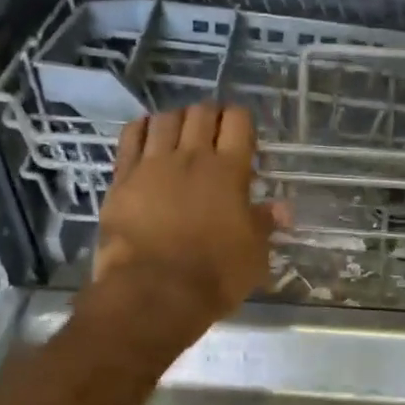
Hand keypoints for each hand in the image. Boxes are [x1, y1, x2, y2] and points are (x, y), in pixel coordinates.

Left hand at [91, 104, 286, 336]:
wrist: (154, 291)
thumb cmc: (214, 276)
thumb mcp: (253, 255)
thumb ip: (265, 225)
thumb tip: (282, 208)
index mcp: (229, 171)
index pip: (238, 121)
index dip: (240, 120)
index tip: (242, 135)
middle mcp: (192, 157)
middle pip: (201, 113)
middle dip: (210, 115)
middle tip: (213, 132)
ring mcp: (153, 164)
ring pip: (165, 119)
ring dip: (177, 119)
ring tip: (180, 134)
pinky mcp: (123, 177)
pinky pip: (131, 136)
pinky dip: (142, 128)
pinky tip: (147, 133)